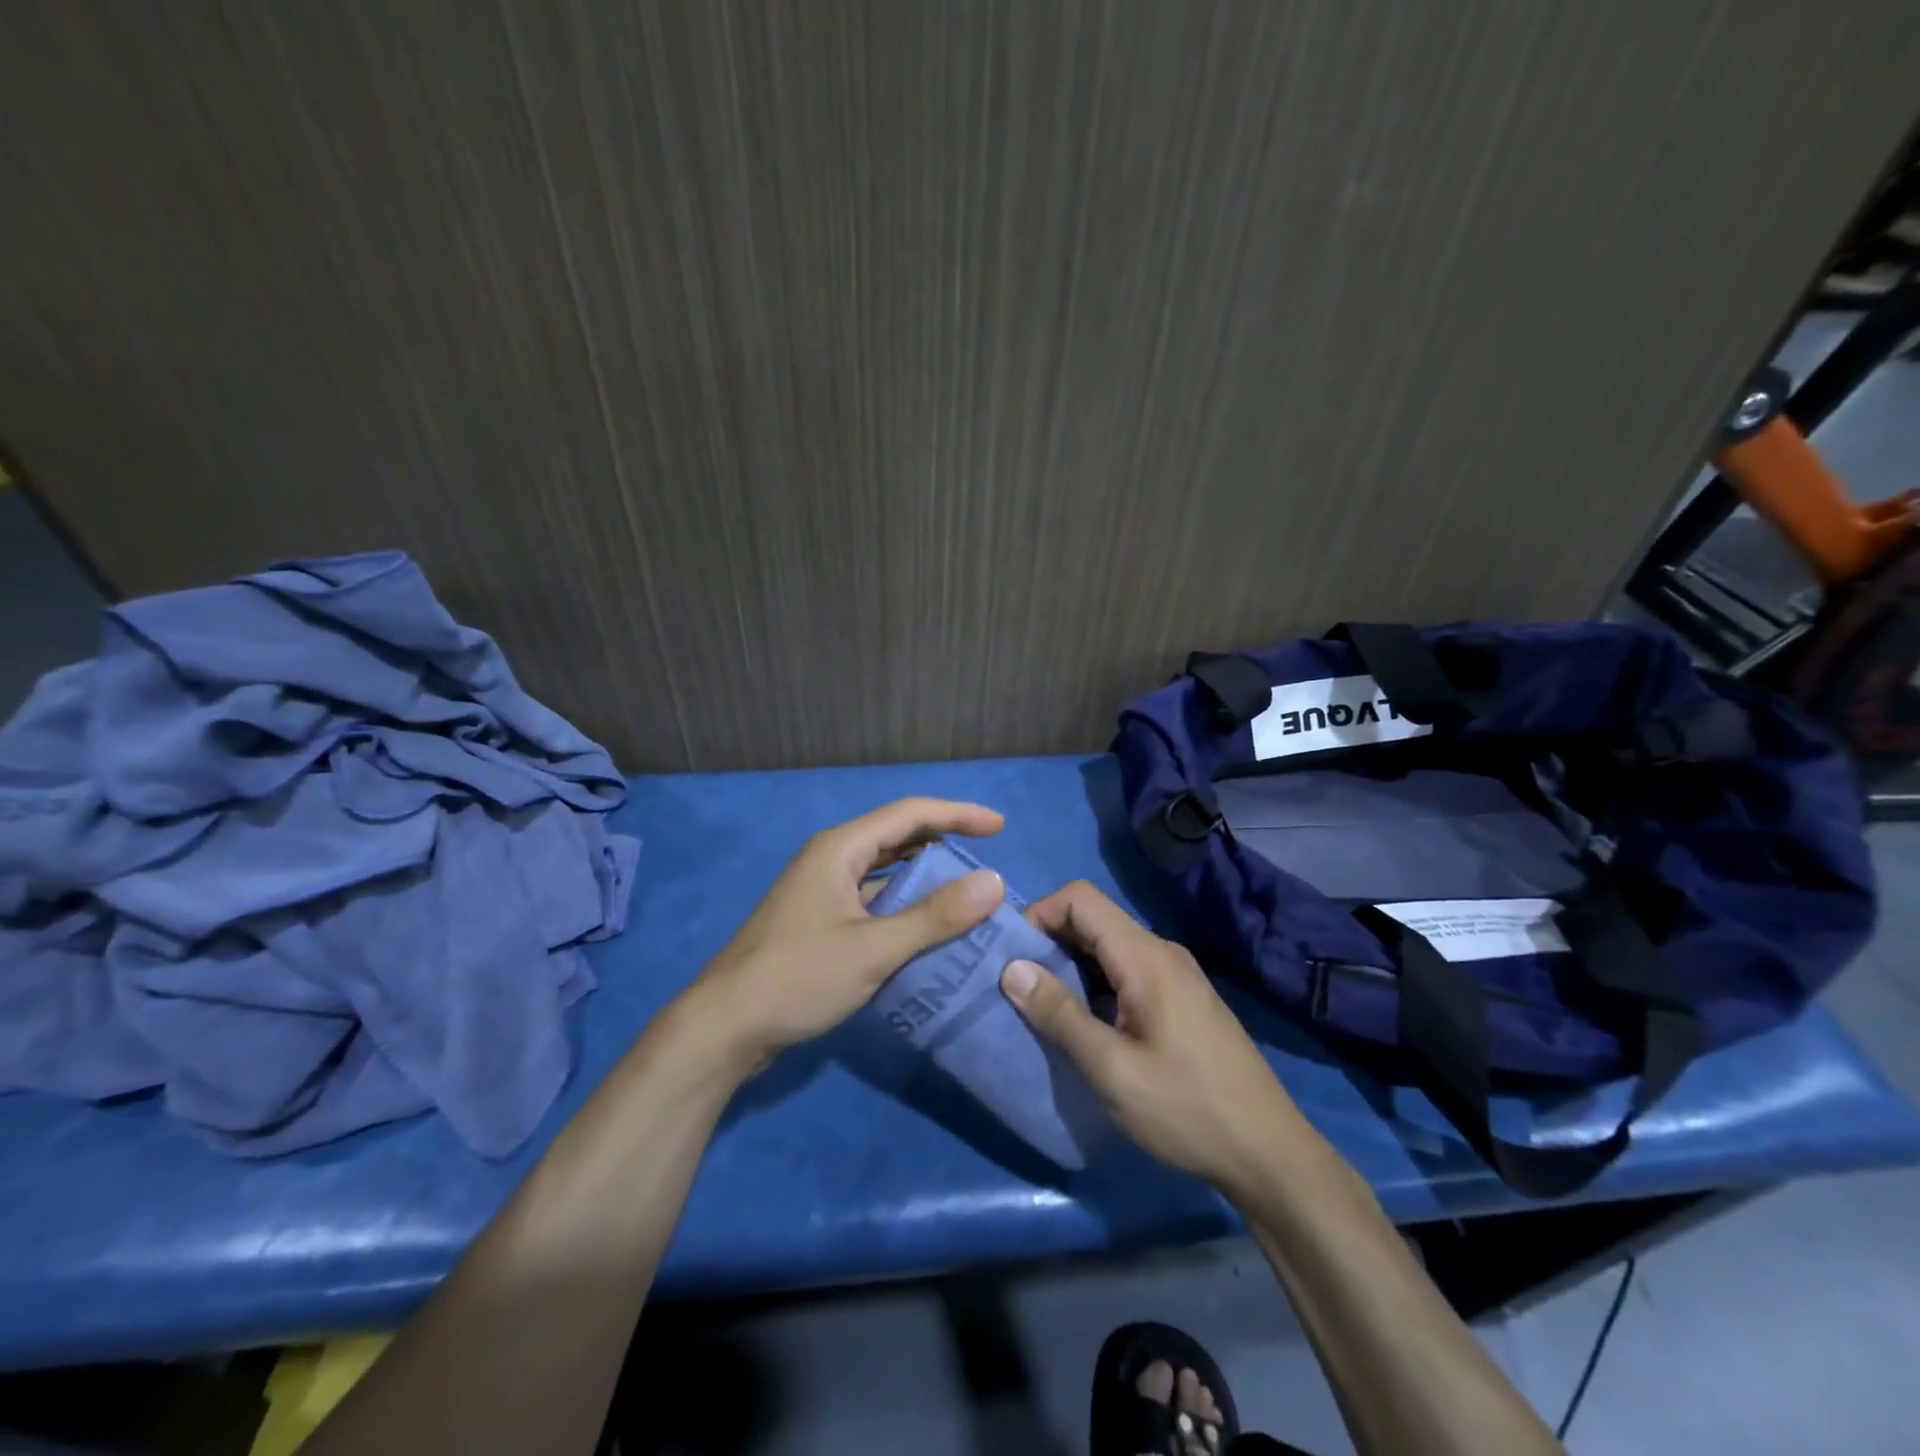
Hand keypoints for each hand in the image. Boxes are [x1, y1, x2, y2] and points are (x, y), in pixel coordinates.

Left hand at [680, 798, 1006, 1076]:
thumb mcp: (873, 949)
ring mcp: (822, 891)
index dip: (958, 814)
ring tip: (966, 894)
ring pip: (884, 871)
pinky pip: (872, 900)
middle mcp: (830, 859)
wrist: (723, 1028)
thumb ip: (934, 916)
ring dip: (924, 878)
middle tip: (987, 860)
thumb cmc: (797, 978)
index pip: (910, 814)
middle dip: (943, 842)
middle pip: (897, 837)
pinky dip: (903, 906)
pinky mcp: (819, 921)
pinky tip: (926, 929)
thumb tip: (993, 882)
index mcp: (839, 849)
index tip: (1000, 827)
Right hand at [999, 881, 1308, 1194]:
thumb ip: (1060, 1014)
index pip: (1080, 899)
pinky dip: (1093, 983)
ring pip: (1108, 946)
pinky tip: (1082, 1022)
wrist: (1269, 1153)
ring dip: (1069, 965)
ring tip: (1040, 1006)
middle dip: (1048, 941)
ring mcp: (1175, 975)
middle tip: (1017, 985)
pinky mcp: (1180, 998)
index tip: (1012, 957)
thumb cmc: (1187, 1109)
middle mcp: (1161, 952)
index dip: (1040, 914)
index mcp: (1146, 957)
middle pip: (1093, 919)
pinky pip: (1125, 970)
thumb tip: (1011, 968)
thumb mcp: (1112, 1069)